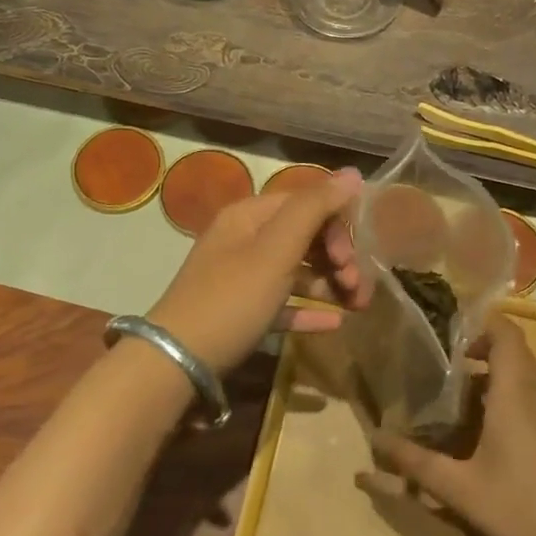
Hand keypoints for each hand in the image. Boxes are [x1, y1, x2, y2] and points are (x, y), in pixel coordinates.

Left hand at [147, 168, 367, 372]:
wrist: (178, 362)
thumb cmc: (231, 299)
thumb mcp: (275, 250)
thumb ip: (314, 209)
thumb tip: (353, 173)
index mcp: (249, 216)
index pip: (305, 203)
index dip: (336, 224)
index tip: (352, 257)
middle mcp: (245, 240)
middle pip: (304, 236)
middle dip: (338, 257)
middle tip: (358, 287)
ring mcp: (242, 278)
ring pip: (298, 270)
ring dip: (330, 283)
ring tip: (356, 306)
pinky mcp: (243, 313)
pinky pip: (285, 303)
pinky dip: (310, 309)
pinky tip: (336, 322)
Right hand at [368, 314, 535, 535]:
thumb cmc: (526, 511)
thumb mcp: (461, 490)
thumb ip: (415, 464)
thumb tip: (374, 440)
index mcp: (516, 391)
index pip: (504, 331)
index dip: (476, 323)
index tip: (441, 334)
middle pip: (510, 353)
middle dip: (473, 353)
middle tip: (435, 369)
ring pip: (520, 380)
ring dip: (487, 381)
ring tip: (448, 400)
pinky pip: (530, 403)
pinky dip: (503, 404)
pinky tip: (479, 438)